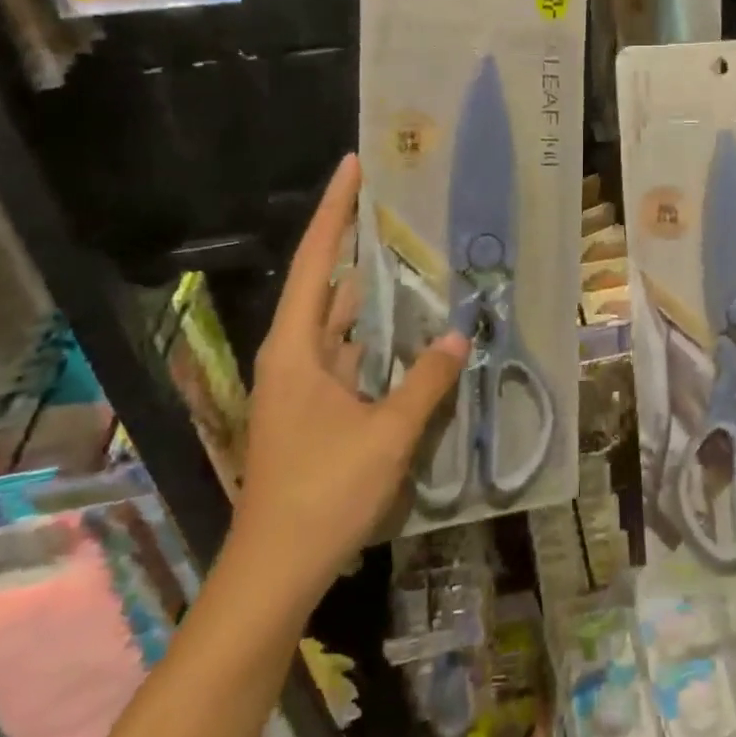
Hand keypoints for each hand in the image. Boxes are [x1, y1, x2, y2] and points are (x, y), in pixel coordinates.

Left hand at [229, 153, 468, 607]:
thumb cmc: (322, 493)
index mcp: (296, 347)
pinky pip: (352, 354)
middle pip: (328, 282)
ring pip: (342, 320)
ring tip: (416, 256)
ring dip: (373, 292)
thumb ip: (427, 381)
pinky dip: (379, 336)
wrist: (275, 570)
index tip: (356, 165)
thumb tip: (460, 333)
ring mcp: (304, 383)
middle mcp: (295, 354)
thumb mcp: (386, 434)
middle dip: (359, 243)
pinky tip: (413, 329)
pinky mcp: (317, 408)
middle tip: (401, 207)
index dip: (336, 209)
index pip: (317, 259)